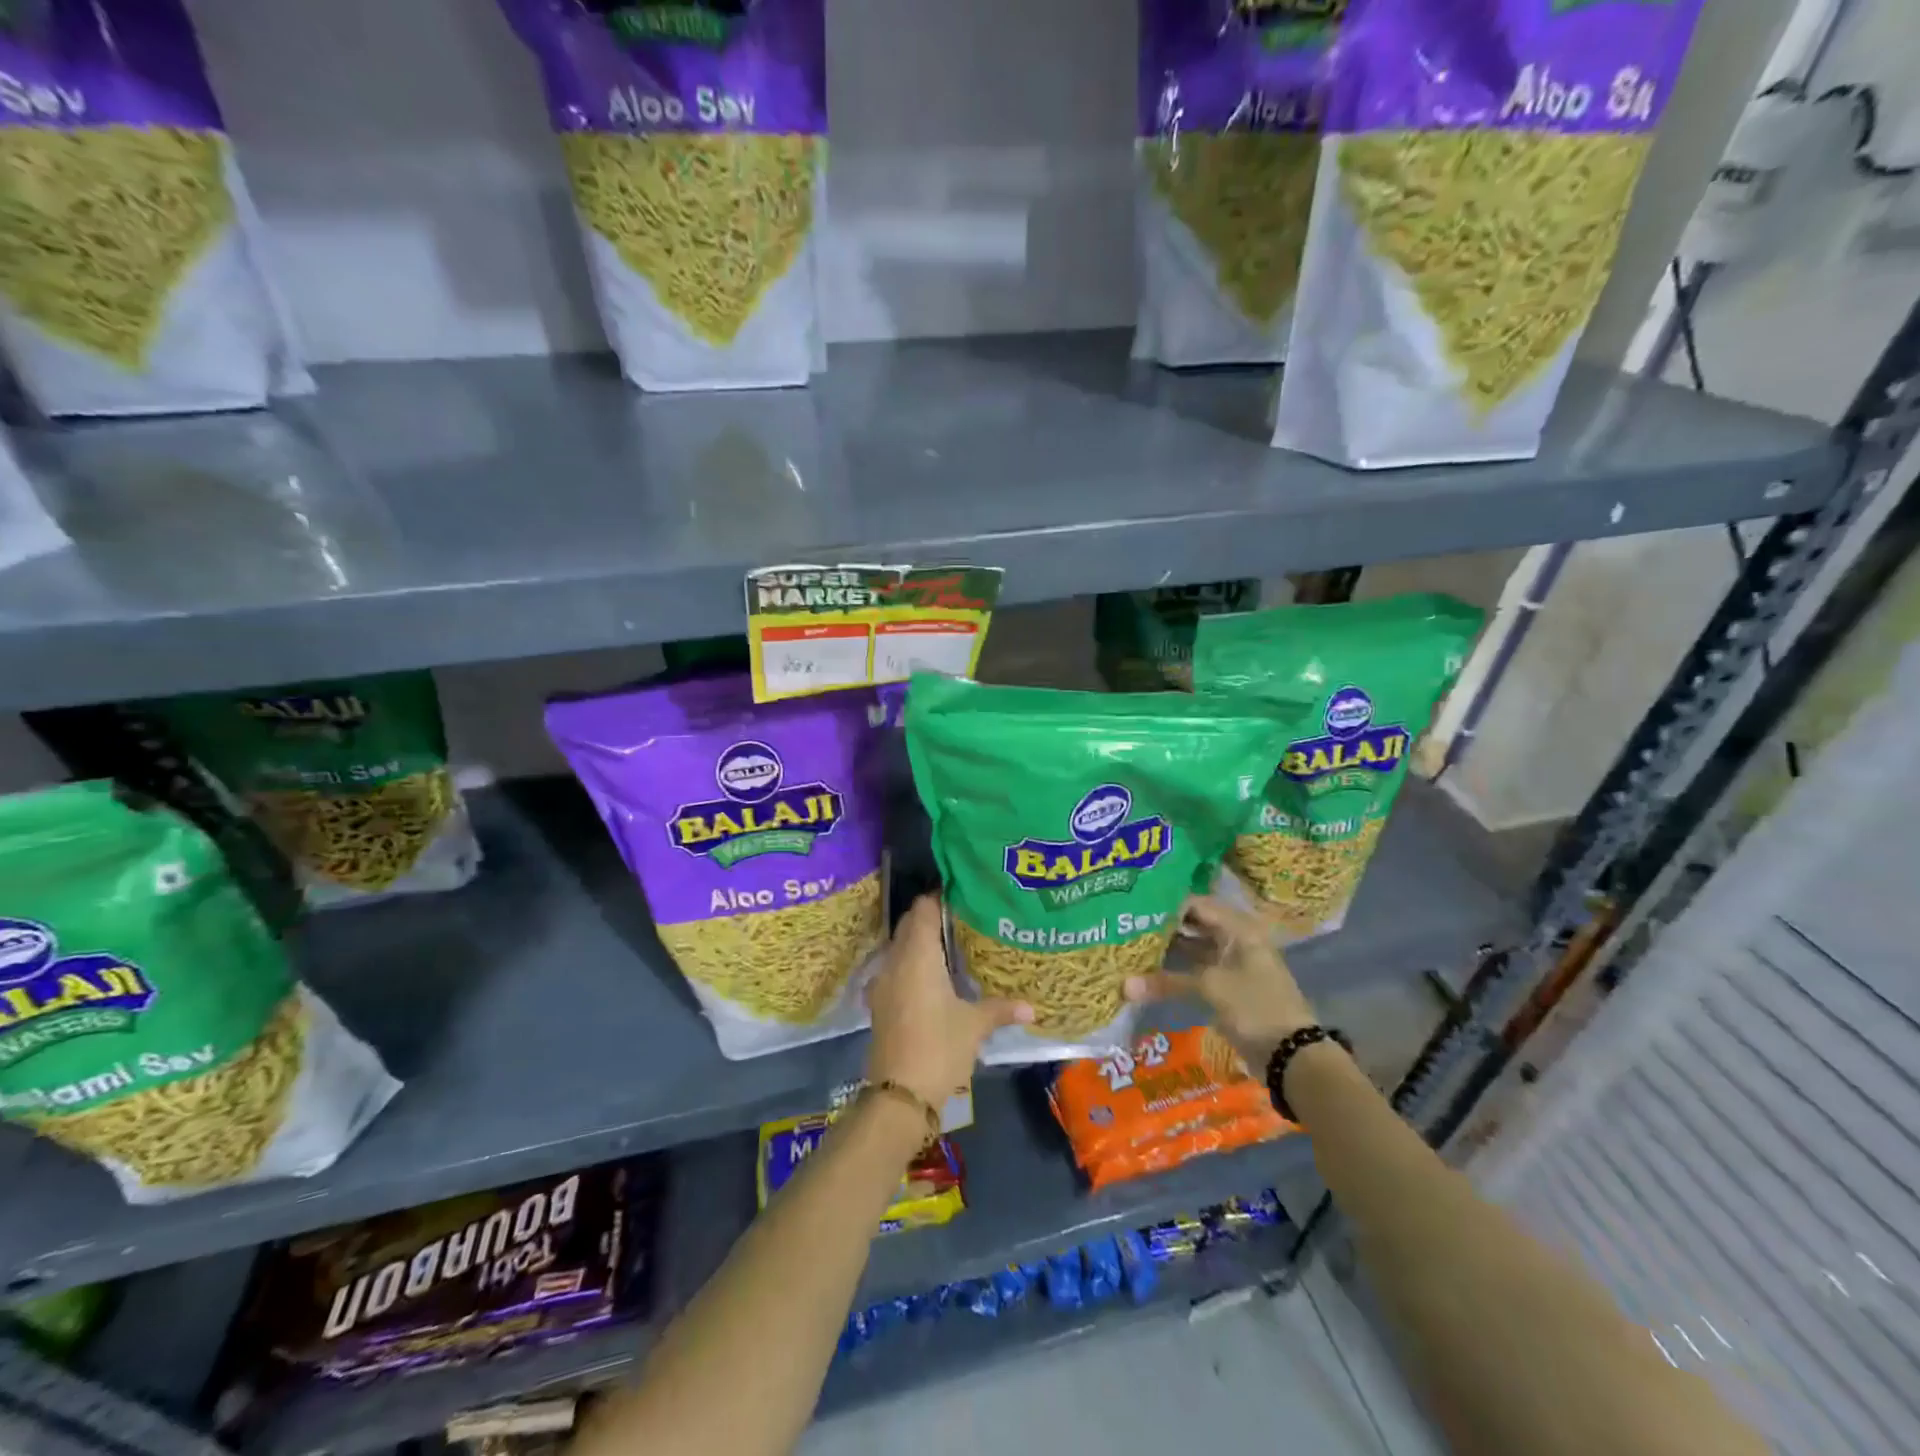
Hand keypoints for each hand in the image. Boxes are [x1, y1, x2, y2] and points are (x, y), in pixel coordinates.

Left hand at [866, 895, 1032, 1112]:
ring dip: (921, 942)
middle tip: (964, 920)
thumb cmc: (938, 1048)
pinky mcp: (879, 1003)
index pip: (924, 908)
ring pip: (901, 947)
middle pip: (910, 925)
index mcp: (917, 955)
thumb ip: (1001, 1009)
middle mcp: (895, 961)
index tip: (964, 897)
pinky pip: (895, 969)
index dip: (941, 898)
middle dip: (933, 918)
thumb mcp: (974, 1026)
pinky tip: (933, 979)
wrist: (898, 1096)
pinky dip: (912, 965)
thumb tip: (1031, 1007)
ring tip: (953, 947)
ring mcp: (883, 983)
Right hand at [1124, 894, 1316, 1061]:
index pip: (1196, 904)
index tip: (1134, 906)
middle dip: (1163, 925)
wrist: (1291, 1054)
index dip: (1166, 904)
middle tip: (1128, 922)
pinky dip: (1176, 969)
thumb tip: (1123, 986)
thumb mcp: (1210, 988)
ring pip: (1194, 946)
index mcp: (1239, 927)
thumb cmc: (1254, 1006)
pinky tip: (1149, 969)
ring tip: (1132, 942)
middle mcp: (1236, 938)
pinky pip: (1196, 968)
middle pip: (1194, 923)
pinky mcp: (1227, 984)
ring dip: (1168, 947)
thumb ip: (1166, 981)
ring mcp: (1232, 962)